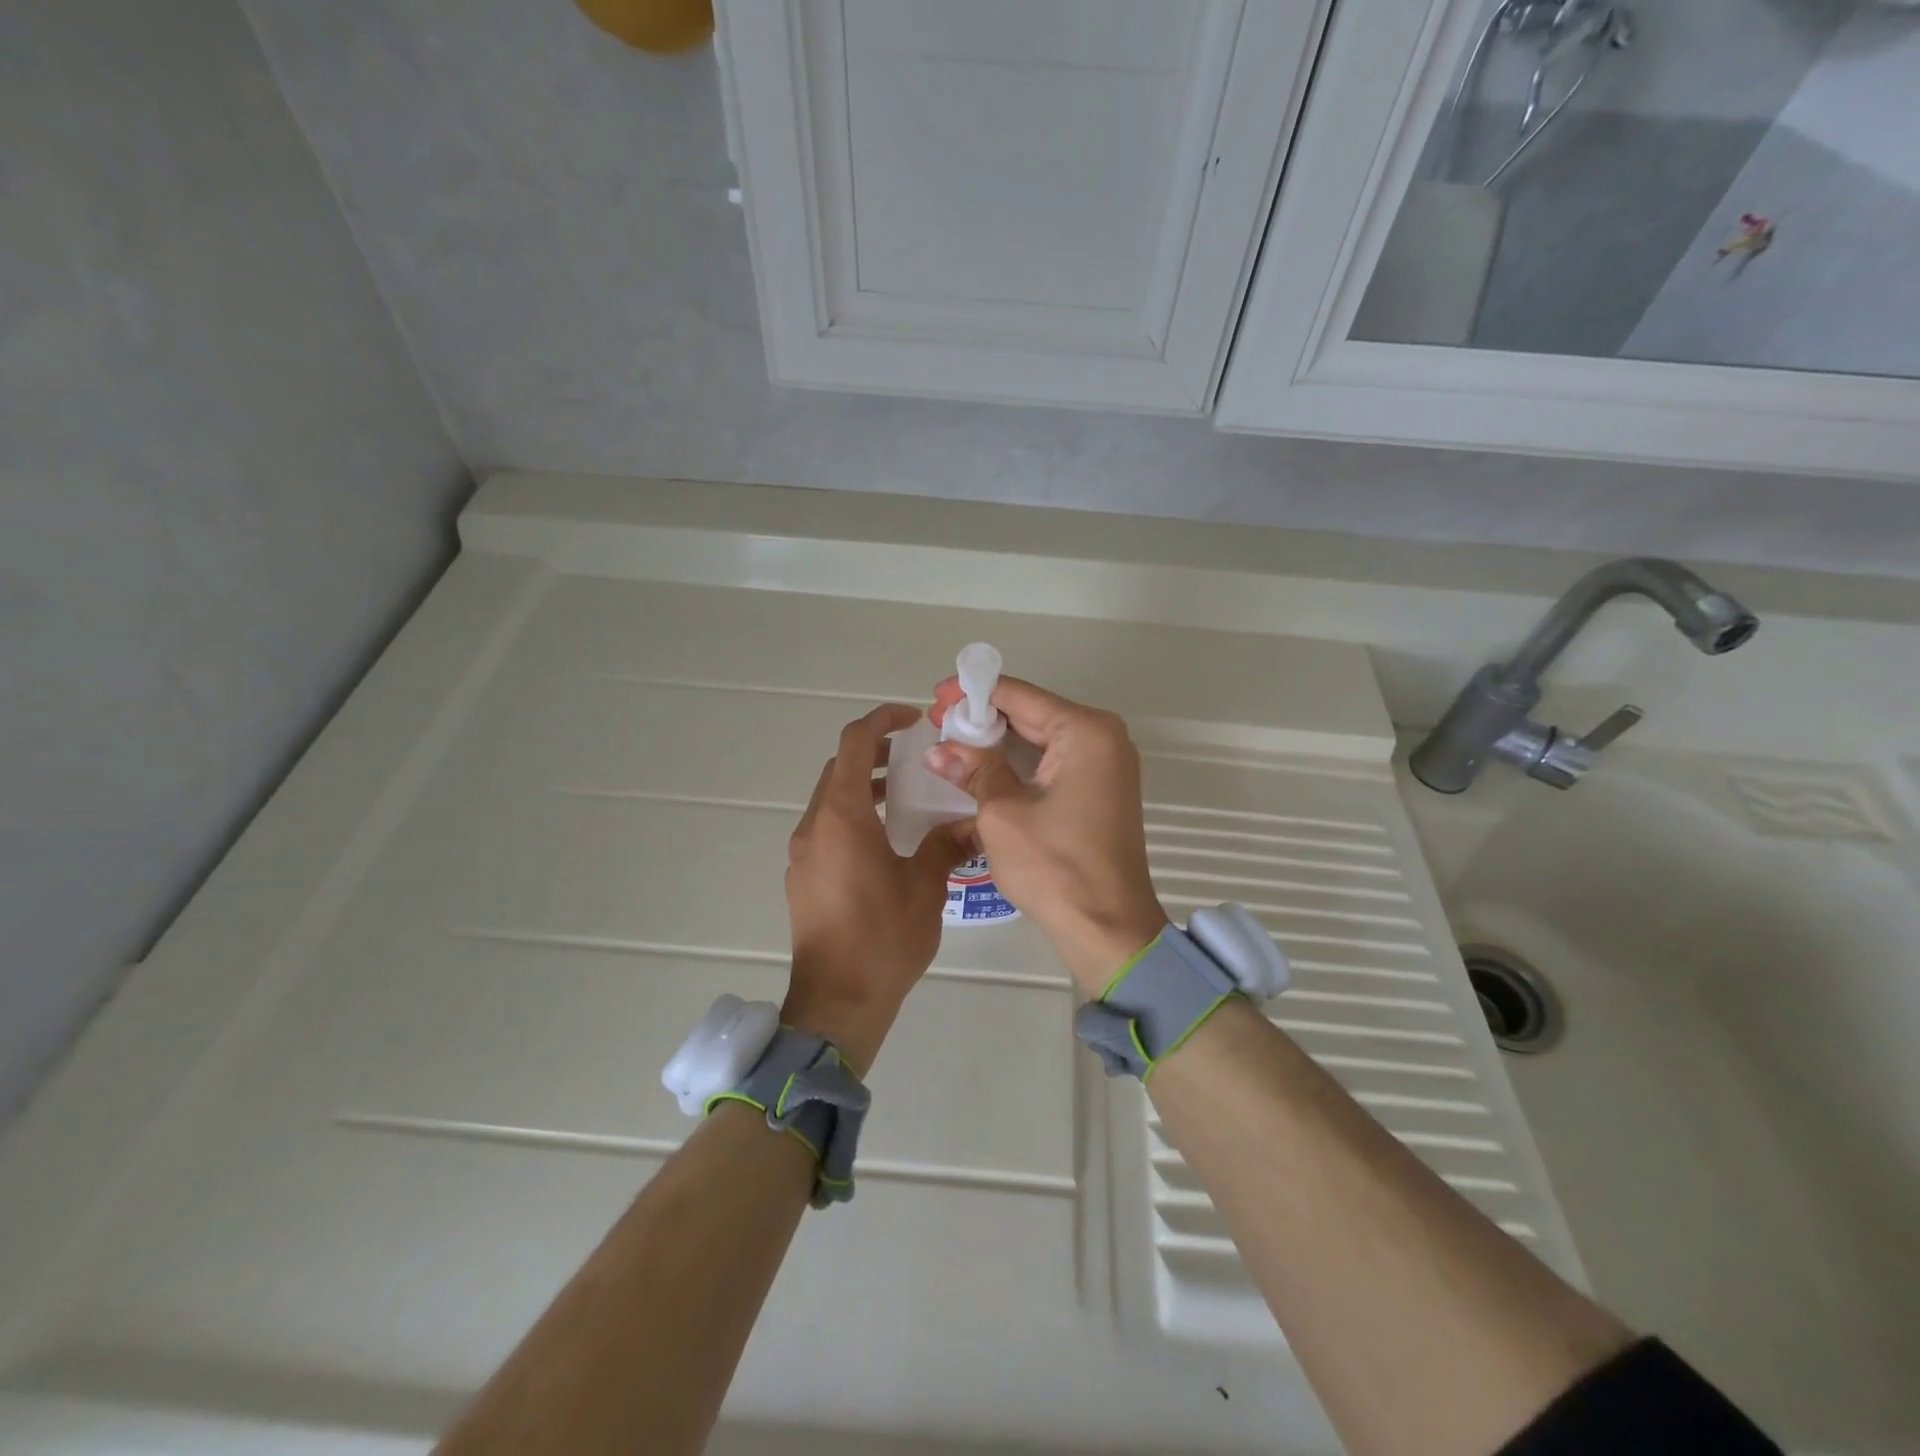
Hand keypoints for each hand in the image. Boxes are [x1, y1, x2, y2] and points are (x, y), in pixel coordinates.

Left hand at [784, 704, 968, 1069]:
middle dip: (875, 752)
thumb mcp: (925, 886)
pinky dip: (853, 815)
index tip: (913, 720)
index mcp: (841, 816)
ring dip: (864, 786)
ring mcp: (803, 852)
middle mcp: (814, 826)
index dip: (882, 720)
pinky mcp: (803, 876)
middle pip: (839, 768)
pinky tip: (886, 839)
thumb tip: (971, 822)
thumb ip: (945, 844)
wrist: (837, 1001)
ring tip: (905, 795)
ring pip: (831, 798)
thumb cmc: (883, 938)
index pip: (854, 743)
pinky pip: (826, 827)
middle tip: (915, 756)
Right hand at [927, 678, 1167, 996]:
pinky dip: (1020, 761)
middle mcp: (1104, 738)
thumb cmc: (1055, 867)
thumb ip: (974, 770)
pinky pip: (1054, 761)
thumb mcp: (1003, 813)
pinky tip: (985, 765)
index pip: (1021, 696)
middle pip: (1034, 713)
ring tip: (952, 741)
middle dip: (984, 716)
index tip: (936, 695)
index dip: (974, 692)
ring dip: (1000, 740)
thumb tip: (939, 749)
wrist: (1108, 928)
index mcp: (1085, 732)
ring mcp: (1107, 765)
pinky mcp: (1101, 790)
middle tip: (937, 720)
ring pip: (1042, 738)